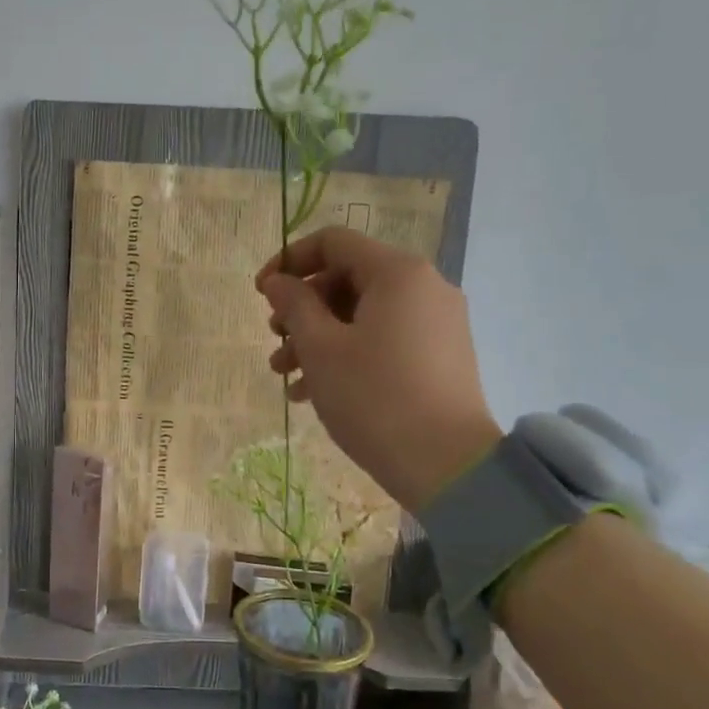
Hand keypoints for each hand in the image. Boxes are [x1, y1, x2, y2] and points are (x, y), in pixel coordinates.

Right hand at [257, 227, 502, 509]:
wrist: (447, 466)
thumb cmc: (374, 397)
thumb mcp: (321, 348)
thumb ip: (294, 305)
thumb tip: (277, 282)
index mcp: (398, 273)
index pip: (333, 242)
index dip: (289, 261)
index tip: (260, 294)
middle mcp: (424, 287)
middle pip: (347, 278)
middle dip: (302, 308)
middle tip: (275, 341)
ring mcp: (436, 322)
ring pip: (363, 313)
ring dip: (318, 336)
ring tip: (286, 375)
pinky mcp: (440, 355)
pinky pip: (384, 338)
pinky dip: (348, 353)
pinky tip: (315, 391)